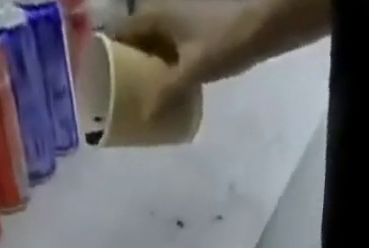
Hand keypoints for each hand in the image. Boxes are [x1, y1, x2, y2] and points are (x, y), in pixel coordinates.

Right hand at [115, 1, 242, 117]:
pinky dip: (168, 66)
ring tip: (145, 98)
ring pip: (158, 44)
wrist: (264, 22)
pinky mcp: (199, 28)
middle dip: (131, 65)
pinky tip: (171, 88)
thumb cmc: (224, 40)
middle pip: (140, 38)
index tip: (105, 81)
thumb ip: (168, 93)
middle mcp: (166, 9)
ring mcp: (183, 17)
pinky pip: (174, 48)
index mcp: (157, 13)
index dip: (113, 54)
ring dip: (151, 68)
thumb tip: (146, 117)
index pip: (124, 32)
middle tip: (124, 96)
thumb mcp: (192, 71)